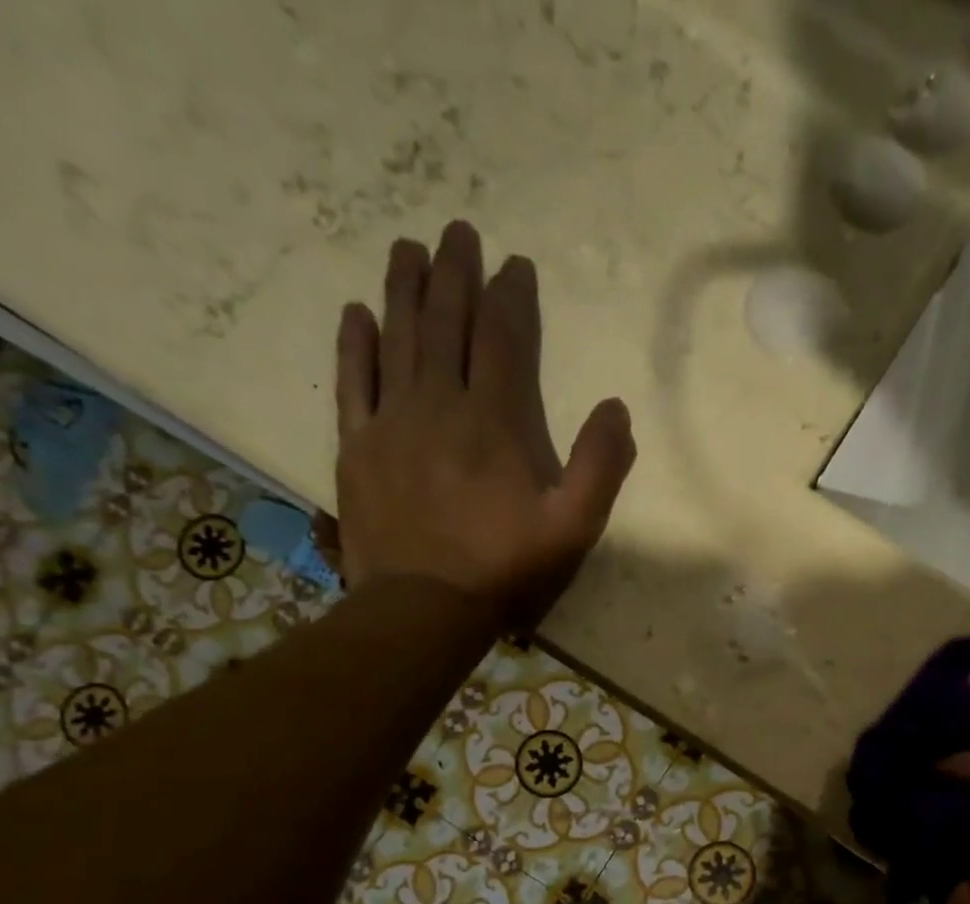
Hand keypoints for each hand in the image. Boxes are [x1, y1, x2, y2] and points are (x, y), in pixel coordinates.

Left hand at [333, 221, 636, 623]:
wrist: (425, 605)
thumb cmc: (506, 567)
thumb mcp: (574, 527)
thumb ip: (601, 466)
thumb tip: (616, 407)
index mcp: (495, 420)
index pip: (504, 339)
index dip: (511, 297)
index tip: (515, 264)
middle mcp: (440, 404)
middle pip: (446, 323)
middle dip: (455, 274)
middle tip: (457, 232)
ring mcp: (392, 421)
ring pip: (398, 339)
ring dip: (404, 290)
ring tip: (408, 249)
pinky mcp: (358, 446)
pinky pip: (353, 382)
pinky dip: (355, 344)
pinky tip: (357, 313)